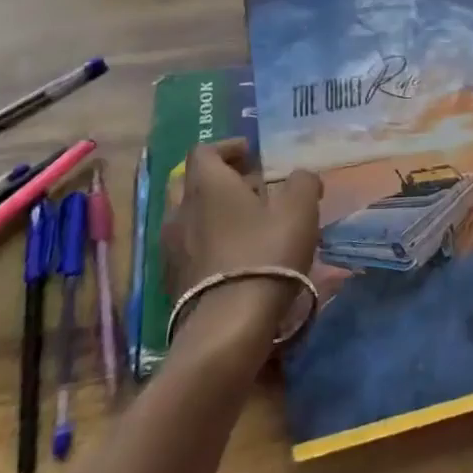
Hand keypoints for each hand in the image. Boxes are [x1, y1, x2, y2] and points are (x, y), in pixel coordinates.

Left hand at [163, 139, 320, 334]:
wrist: (228, 324)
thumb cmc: (265, 252)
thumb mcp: (299, 209)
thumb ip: (302, 182)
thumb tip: (302, 177)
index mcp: (207, 184)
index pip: (204, 151)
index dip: (228, 148)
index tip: (252, 155)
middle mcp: (180, 210)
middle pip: (189, 182)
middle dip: (218, 179)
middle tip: (249, 187)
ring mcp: (170, 248)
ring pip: (188, 217)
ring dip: (213, 213)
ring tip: (248, 224)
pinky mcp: (172, 281)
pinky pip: (188, 248)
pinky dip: (208, 243)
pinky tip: (235, 256)